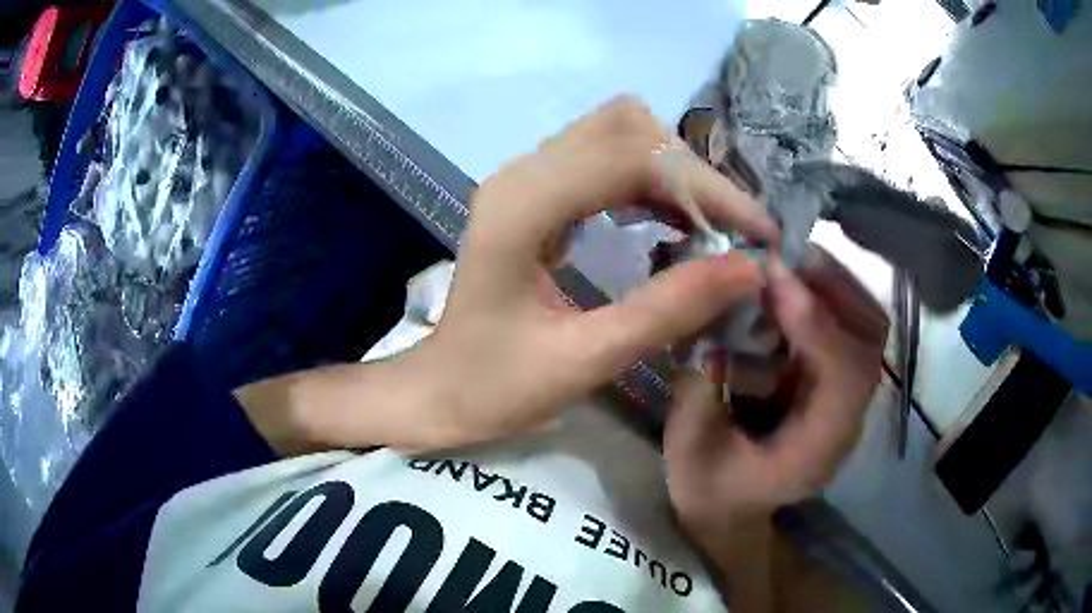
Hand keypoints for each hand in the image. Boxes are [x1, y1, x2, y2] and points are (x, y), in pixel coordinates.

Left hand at [417, 96, 779, 447]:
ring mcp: (525, 177)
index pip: (632, 158)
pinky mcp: (534, 192)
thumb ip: (670, 309)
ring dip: (673, 172)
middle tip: (732, 233)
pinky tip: (672, 222)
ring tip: (712, 229)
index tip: (758, 233)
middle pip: (626, 127)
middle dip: (692, 173)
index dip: (706, 188)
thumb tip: (752, 268)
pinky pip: (604, 159)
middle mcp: (522, 173)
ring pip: (618, 133)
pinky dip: (649, 182)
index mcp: (522, 208)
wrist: (439, 389)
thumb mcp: (586, 360)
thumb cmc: (495, 387)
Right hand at [663, 248, 887, 559]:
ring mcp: (847, 399)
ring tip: (786, 261)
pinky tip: (791, 283)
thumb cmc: (710, 489)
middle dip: (833, 288)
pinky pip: (850, 325)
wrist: (732, 509)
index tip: (774, 277)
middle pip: (870, 341)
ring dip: (832, 284)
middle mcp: (846, 420)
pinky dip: (827, 294)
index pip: (844, 379)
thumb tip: (715, 325)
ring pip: (867, 326)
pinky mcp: (837, 382)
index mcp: (816, 451)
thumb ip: (701, 393)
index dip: (817, 323)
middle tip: (782, 254)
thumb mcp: (690, 451)